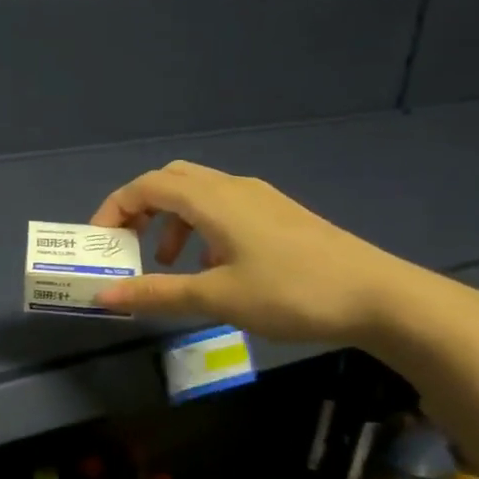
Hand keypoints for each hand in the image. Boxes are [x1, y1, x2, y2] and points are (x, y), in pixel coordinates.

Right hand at [88, 161, 426, 344]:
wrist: (379, 296)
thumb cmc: (291, 292)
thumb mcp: (216, 297)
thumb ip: (156, 293)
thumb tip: (103, 296)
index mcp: (212, 200)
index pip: (146, 186)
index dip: (114, 208)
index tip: (99, 242)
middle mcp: (233, 188)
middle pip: (170, 181)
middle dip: (140, 209)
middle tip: (127, 245)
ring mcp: (260, 199)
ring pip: (198, 195)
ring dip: (171, 222)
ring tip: (170, 265)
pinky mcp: (279, 215)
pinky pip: (224, 208)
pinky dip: (200, 228)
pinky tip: (213, 267)